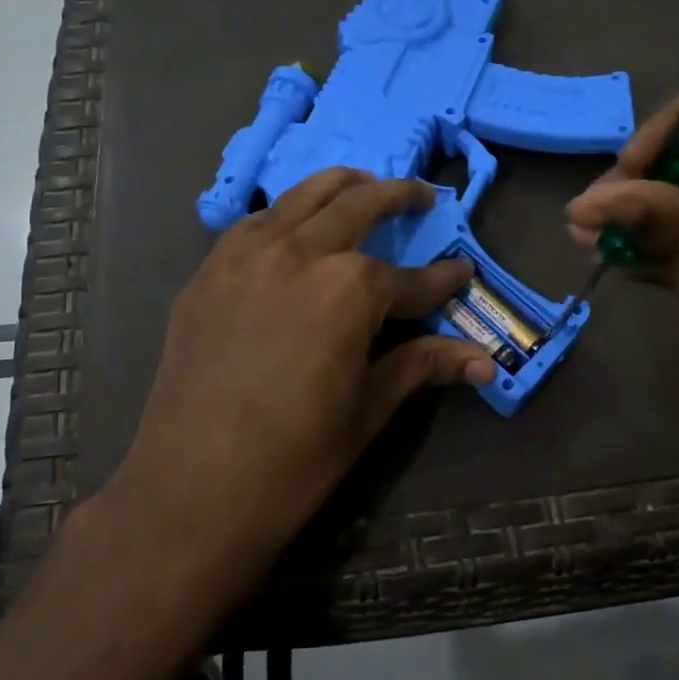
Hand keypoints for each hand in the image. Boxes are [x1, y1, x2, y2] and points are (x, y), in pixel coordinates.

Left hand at [112, 169, 493, 591]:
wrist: (191, 492)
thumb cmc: (294, 460)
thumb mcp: (368, 409)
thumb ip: (424, 366)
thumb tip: (487, 361)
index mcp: (349, 289)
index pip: (410, 279)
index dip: (442, 281)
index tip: (462, 273)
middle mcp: (299, 252)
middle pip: (358, 204)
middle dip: (398, 196)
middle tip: (421, 196)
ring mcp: (245, 255)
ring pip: (301, 196)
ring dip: (340, 187)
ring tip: (362, 187)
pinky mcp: (208, 272)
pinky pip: (254, 223)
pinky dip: (285, 214)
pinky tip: (294, 229)